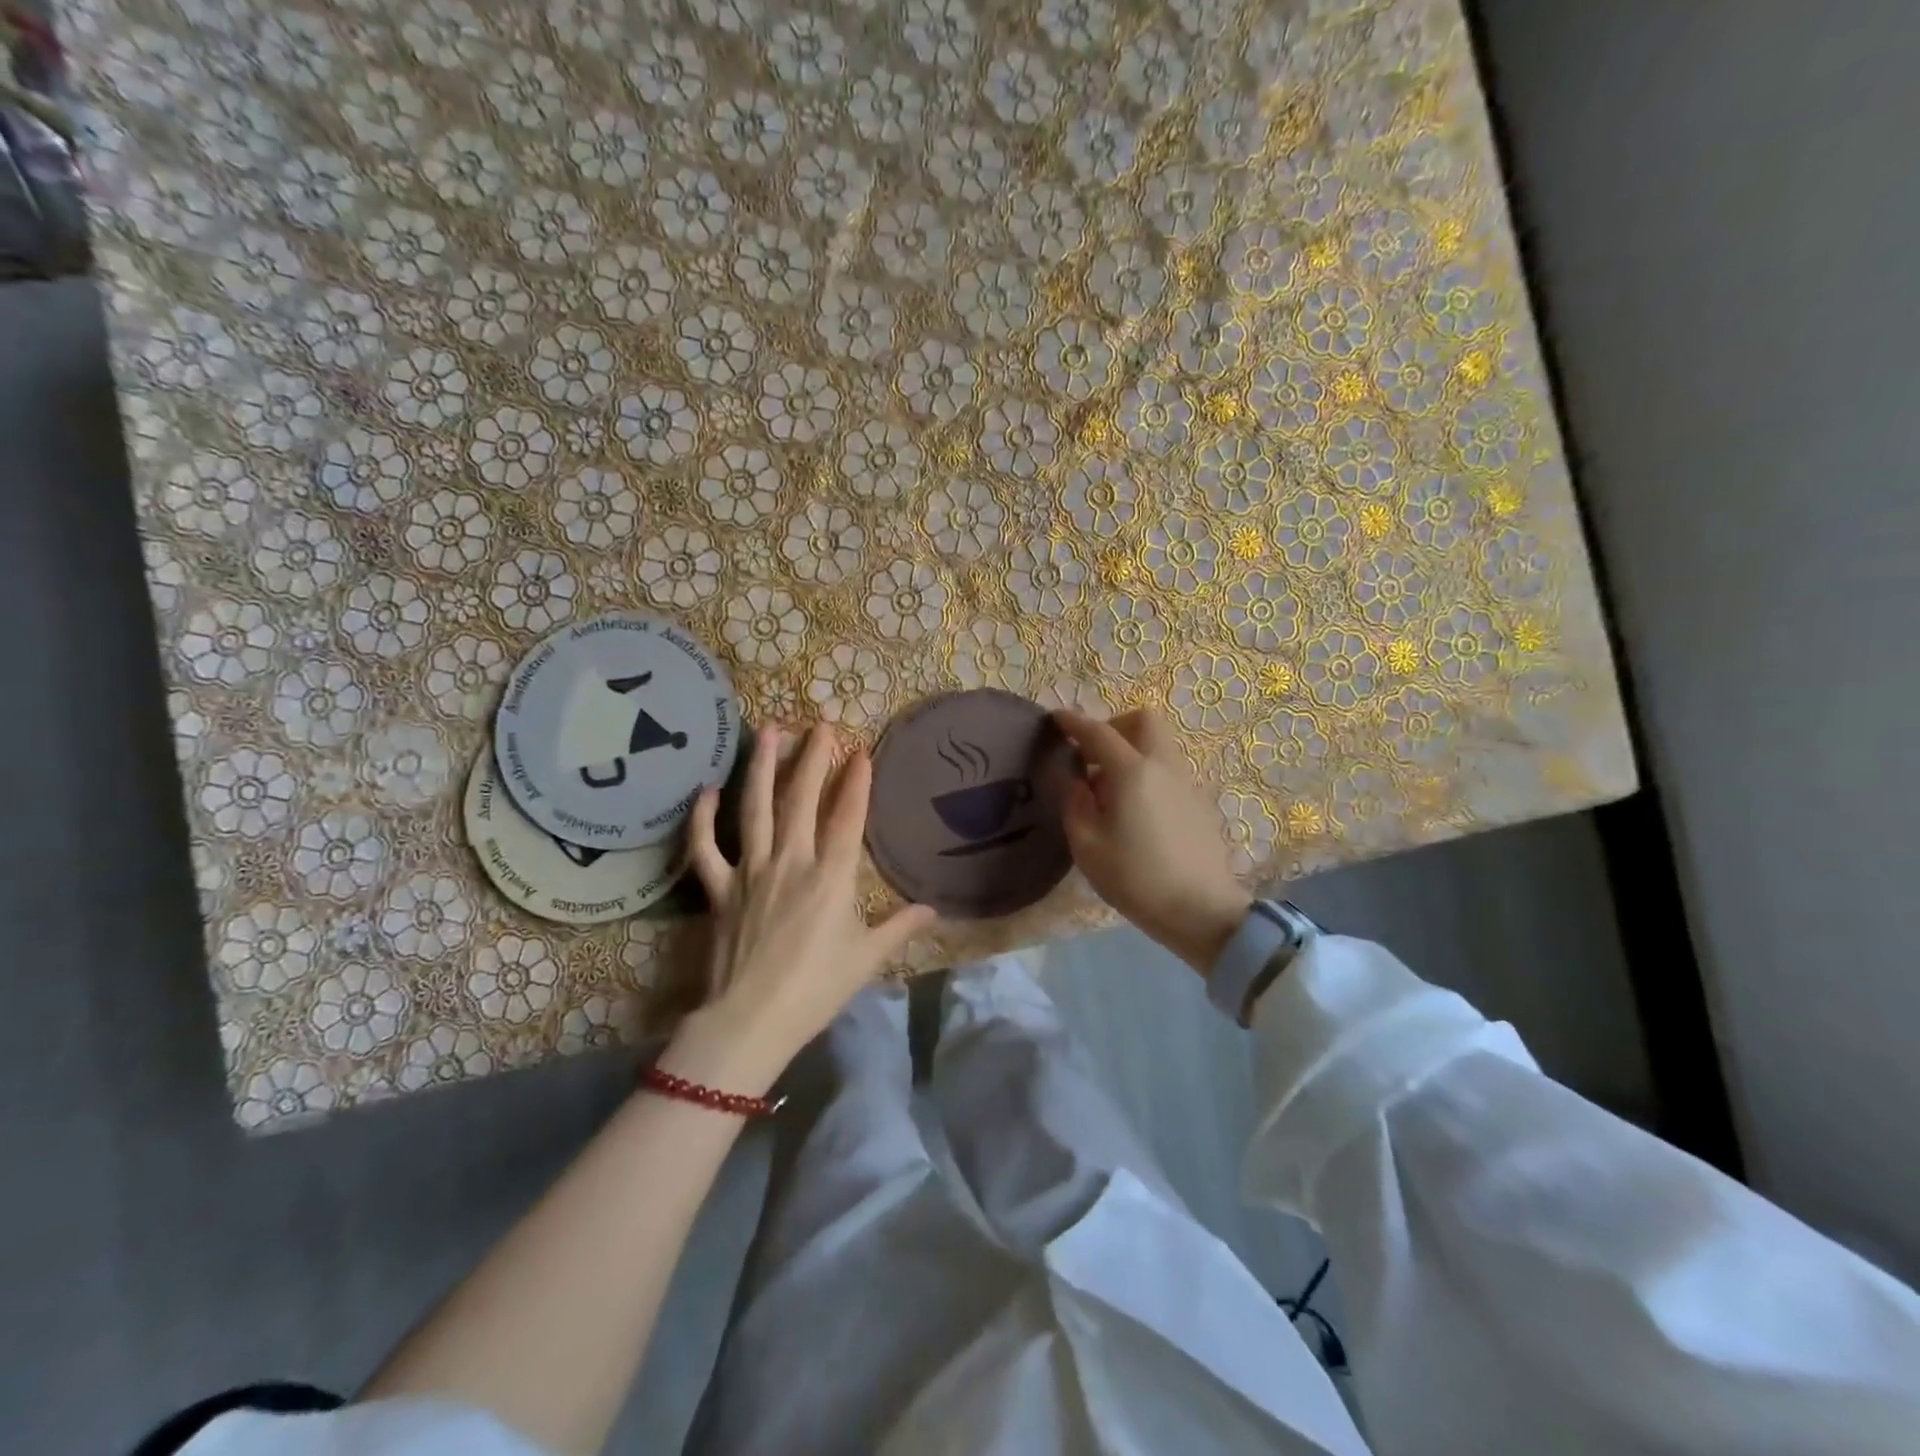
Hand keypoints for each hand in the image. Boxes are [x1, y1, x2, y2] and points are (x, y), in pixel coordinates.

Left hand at [673, 724, 936, 1084]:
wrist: (750, 1022)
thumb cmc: (815, 990)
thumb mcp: (867, 959)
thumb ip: (900, 927)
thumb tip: (932, 909)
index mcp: (830, 877)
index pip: (847, 817)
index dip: (856, 782)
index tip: (861, 751)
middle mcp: (790, 862)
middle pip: (801, 799)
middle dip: (813, 758)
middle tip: (820, 724)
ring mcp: (750, 872)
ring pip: (754, 809)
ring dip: (762, 767)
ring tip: (768, 730)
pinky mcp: (718, 889)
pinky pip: (705, 848)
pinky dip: (702, 819)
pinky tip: (707, 790)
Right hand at [1054, 709, 1252, 974]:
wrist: (1200, 910)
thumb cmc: (1135, 878)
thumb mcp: (1087, 846)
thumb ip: (1075, 804)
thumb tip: (1078, 781)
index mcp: (1132, 772)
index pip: (1098, 732)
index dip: (1074, 722)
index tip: (1056, 718)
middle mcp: (1162, 766)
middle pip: (1143, 721)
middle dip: (1115, 726)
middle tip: (1093, 754)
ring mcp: (1186, 782)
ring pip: (1159, 743)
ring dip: (1132, 749)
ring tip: (1110, 786)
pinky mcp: (1198, 801)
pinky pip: (1168, 768)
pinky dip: (1148, 770)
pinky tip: (1135, 807)